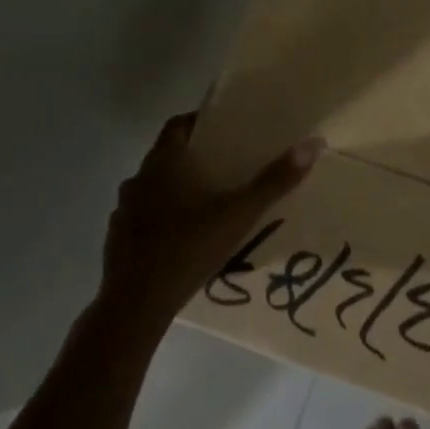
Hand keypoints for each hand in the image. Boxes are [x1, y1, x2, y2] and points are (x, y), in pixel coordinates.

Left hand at [98, 113, 323, 328]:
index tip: (223, 130)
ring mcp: (123, 211)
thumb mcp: (239, 214)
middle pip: (166, 156)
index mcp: (164, 162)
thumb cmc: (188, 248)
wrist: (135, 305)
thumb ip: (274, 181)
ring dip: (175, 190)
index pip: (178, 126)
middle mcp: (139, 178)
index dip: (199, 123)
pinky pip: (142, 218)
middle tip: (225, 167)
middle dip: (193, 158)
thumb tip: (313, 144)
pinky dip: (161, 220)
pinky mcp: (116, 240)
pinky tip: (182, 239)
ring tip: (207, 203)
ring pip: (153, 188)